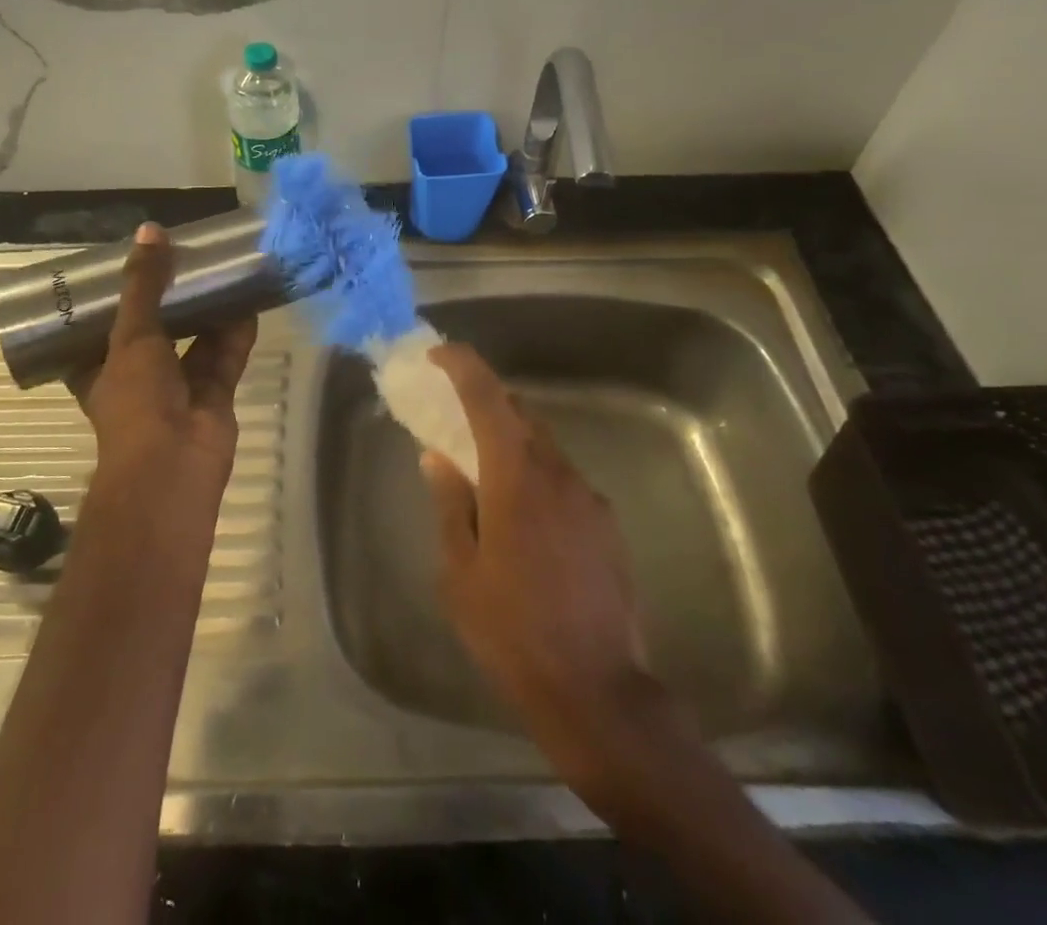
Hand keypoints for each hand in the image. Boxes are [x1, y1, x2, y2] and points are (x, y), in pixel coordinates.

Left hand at [69, 223, 258, 489]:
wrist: (173, 465)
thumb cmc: (135, 400)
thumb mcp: (130, 335)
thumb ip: (143, 285)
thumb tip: (150, 230)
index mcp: (101, 369)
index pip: (100, 330)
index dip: (114, 301)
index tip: (128, 267)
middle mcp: (139, 378)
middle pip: (155, 331)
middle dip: (170, 300)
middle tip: (183, 259)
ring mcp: (179, 388)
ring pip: (194, 341)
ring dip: (207, 312)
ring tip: (219, 271)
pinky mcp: (214, 394)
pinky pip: (225, 356)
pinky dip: (236, 332)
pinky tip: (249, 300)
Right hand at [420, 344, 669, 770]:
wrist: (597, 692)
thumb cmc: (511, 630)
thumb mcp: (460, 572)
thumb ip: (450, 505)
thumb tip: (438, 457)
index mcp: (515, 477)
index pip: (488, 398)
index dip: (464, 366)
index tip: (440, 354)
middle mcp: (557, 473)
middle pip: (521, 415)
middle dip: (488, 403)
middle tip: (456, 415)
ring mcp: (589, 498)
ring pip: (545, 448)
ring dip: (514, 444)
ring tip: (486, 473)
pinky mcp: (608, 526)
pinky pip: (565, 482)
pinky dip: (539, 478)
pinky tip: (526, 521)